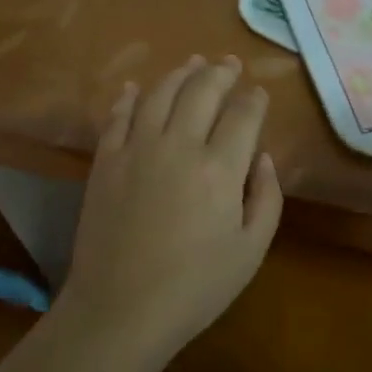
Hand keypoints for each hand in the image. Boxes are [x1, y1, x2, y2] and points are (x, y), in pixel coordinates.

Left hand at [58, 55, 282, 371]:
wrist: (120, 309)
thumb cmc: (194, 288)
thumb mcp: (250, 251)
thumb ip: (265, 198)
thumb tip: (263, 157)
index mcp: (219, 168)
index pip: (243, 115)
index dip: (254, 99)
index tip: (259, 93)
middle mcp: (178, 145)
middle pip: (202, 91)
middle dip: (221, 73)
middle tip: (230, 64)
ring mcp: (137, 148)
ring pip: (161, 93)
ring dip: (180, 73)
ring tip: (193, 63)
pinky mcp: (105, 160)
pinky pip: (118, 116)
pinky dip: (129, 97)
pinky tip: (137, 87)